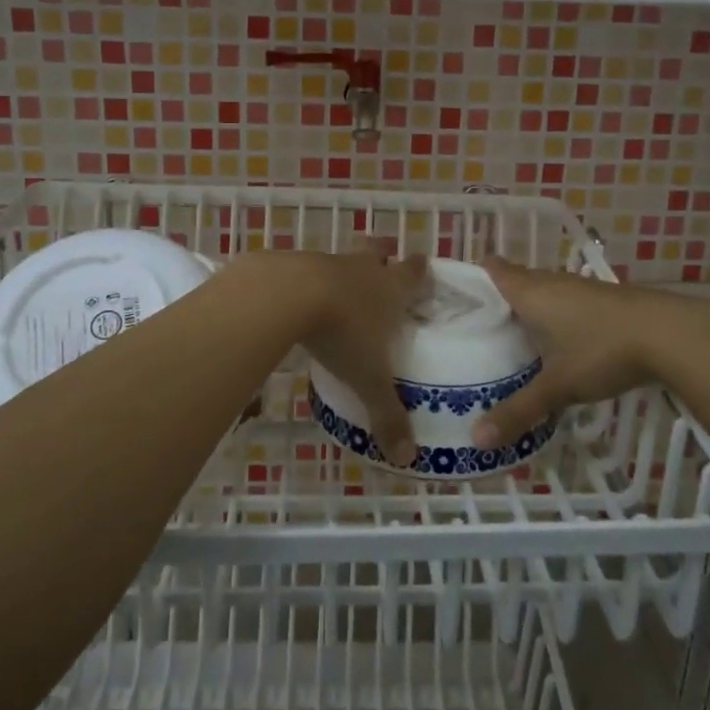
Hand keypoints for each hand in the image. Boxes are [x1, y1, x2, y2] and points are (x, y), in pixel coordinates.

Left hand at [251, 247, 426, 466]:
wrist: (286, 296)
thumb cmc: (342, 332)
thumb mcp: (368, 378)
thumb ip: (387, 415)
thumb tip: (407, 458)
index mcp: (390, 289)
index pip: (414, 272)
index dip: (420, 270)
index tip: (423, 268)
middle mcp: (362, 269)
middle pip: (377, 250)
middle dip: (382, 254)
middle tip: (382, 261)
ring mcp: (326, 261)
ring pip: (341, 258)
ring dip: (343, 269)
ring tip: (337, 290)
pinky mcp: (293, 264)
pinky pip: (305, 268)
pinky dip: (306, 280)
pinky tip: (298, 299)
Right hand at [473, 256, 670, 450]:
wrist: (671, 334)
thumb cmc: (602, 350)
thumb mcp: (558, 386)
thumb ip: (518, 411)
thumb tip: (476, 440)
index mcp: (530, 293)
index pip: (493, 269)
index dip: (473, 277)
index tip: (456, 298)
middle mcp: (552, 282)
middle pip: (517, 280)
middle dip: (499, 300)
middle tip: (478, 330)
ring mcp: (581, 288)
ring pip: (544, 292)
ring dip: (530, 310)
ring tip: (514, 340)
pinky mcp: (605, 300)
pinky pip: (567, 302)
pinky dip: (556, 317)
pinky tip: (559, 345)